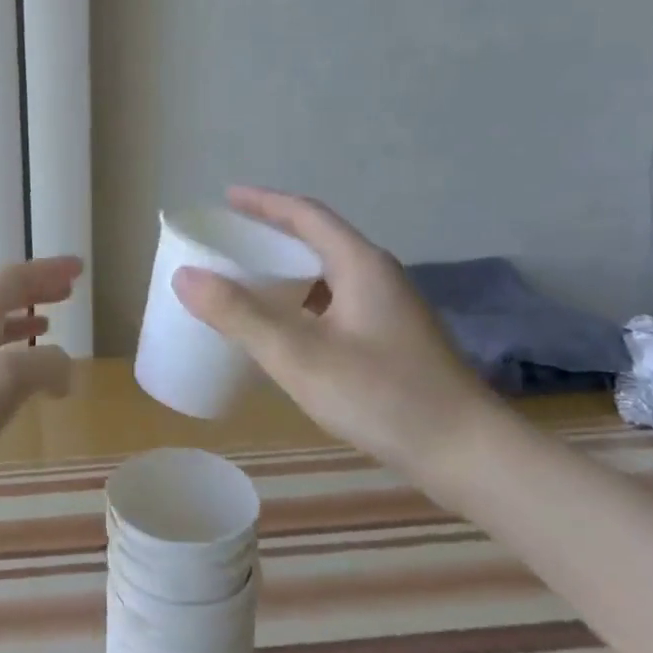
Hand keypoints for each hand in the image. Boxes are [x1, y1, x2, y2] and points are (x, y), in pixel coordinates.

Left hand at [0, 255, 82, 528]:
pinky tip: (21, 396)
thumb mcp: (1, 379)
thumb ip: (43, 366)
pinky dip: (14, 374)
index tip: (79, 268)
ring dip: (22, 329)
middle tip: (68, 291)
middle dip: (35, 293)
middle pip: (1, 305)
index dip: (46, 271)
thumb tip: (66, 374)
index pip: (12, 282)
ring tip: (49, 331)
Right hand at [173, 188, 500, 483]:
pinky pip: (335, 304)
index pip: (306, 215)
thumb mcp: (299, 355)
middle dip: (271, 235)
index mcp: (360, 265)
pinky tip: (284, 331)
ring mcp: (389, 311)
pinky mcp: (392, 341)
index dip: (264, 202)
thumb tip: (185, 275)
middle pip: (317, 241)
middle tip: (229, 242)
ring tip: (247, 282)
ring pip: (327, 275)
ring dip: (286, 272)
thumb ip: (240, 315)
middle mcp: (378, 277)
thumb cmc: (382, 396)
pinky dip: (301, 304)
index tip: (226, 198)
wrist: (467, 454)